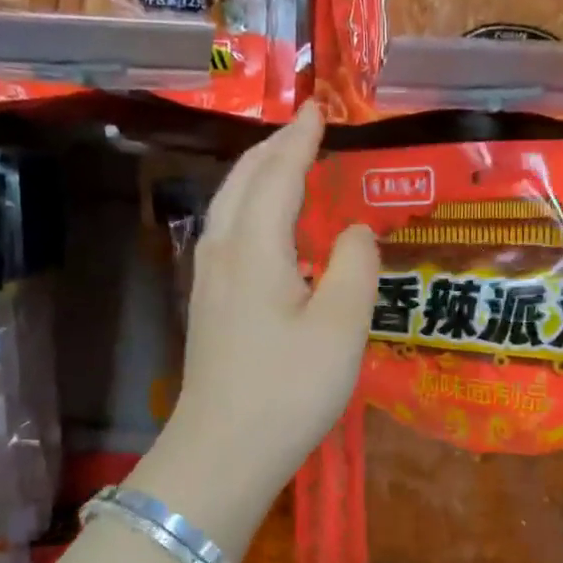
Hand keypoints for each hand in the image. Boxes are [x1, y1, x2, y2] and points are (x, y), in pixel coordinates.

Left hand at [131, 105, 377, 559]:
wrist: (223, 452)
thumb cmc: (287, 390)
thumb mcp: (340, 328)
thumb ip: (354, 267)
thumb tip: (355, 230)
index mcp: (255, 247)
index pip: (278, 174)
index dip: (300, 139)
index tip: (318, 109)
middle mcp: (223, 252)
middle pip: (243, 182)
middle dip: (273, 149)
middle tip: (303, 129)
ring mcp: (208, 281)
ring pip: (229, 206)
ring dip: (257, 176)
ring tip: (286, 167)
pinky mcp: (208, 307)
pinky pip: (228, 234)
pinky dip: (249, 209)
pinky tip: (266, 229)